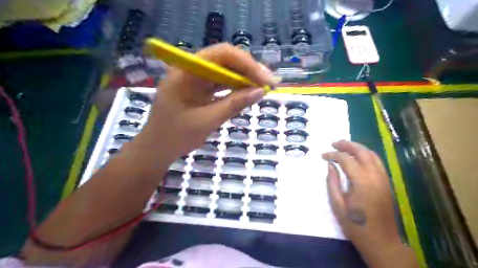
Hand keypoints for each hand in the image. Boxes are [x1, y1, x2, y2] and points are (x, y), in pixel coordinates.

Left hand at [127, 43, 275, 162]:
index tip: (265, 80)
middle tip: (269, 84)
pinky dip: (235, 88)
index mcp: (186, 71)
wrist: (156, 149)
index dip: (246, 63)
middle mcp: (191, 70)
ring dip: (244, 79)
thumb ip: (233, 104)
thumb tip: (260, 92)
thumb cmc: (176, 136)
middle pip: (225, 60)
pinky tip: (247, 94)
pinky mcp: (199, 89)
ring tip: (263, 88)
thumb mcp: (207, 121)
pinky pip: (220, 84)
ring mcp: (195, 79)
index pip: (221, 54)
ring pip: (225, 72)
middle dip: (249, 70)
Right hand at [321, 142, 418, 266]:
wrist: (381, 241)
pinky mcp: (387, 182)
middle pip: (361, 151)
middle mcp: (375, 176)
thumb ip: (332, 182)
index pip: (346, 159)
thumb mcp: (337, 205)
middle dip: (346, 145)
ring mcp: (383, 178)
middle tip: (333, 143)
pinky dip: (366, 155)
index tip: (323, 156)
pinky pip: (377, 162)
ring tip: (343, 147)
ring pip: (372, 154)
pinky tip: (357, 157)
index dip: (332, 154)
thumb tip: (330, 165)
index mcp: (361, 182)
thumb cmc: (356, 225)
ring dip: (357, 147)